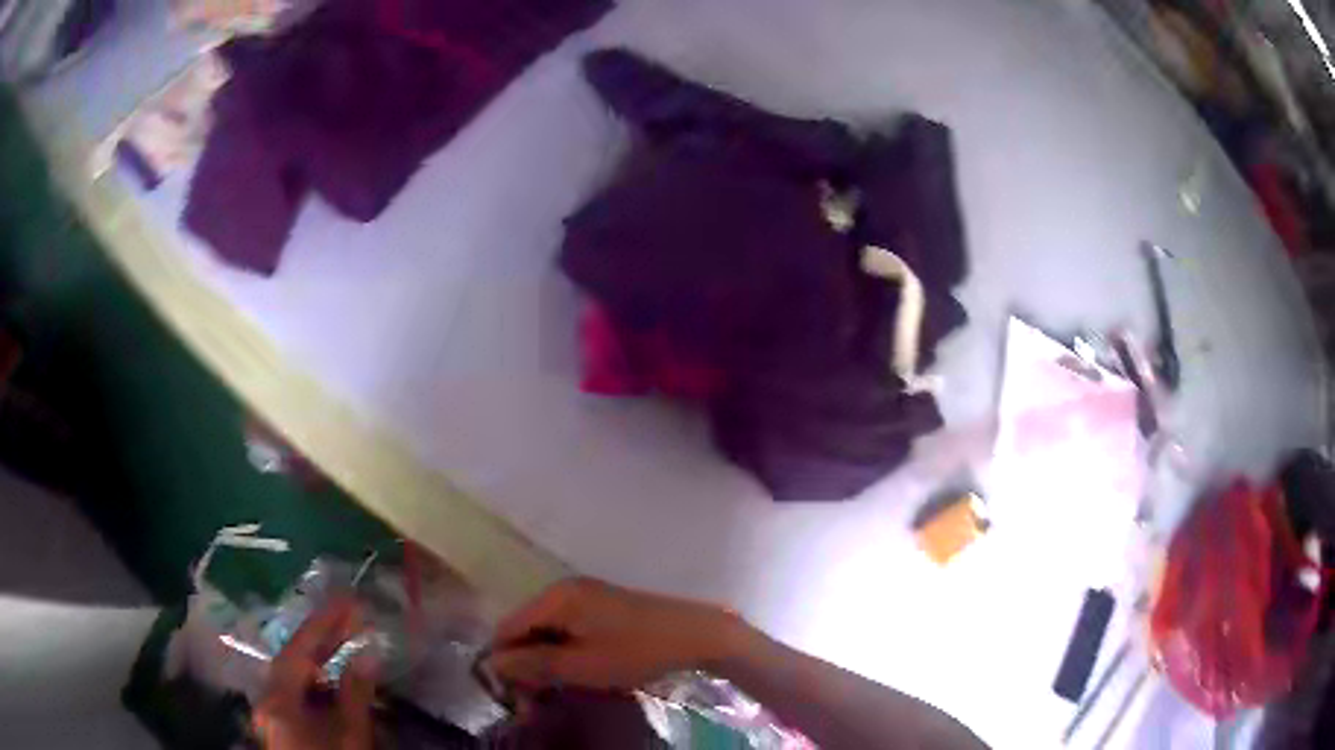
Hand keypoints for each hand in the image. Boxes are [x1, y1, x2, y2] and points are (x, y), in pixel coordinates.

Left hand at [253, 598, 376, 749]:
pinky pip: (297, 693)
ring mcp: (271, 713)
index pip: (299, 652)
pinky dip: (318, 683)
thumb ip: (355, 695)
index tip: (349, 601)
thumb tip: (367, 654)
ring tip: (348, 642)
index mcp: (279, 702)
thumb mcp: (351, 738)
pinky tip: (337, 680)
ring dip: (320, 659)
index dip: (323, 624)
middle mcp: (267, 700)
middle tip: (352, 615)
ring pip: (295, 676)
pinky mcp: (281, 724)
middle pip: (293, 660)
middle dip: (322, 637)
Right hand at [486, 578, 741, 690]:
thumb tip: (493, 663)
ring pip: (547, 632)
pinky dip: (565, 653)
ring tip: (556, 692)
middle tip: (536, 703)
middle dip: (526, 666)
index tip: (513, 696)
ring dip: (545, 663)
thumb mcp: (581, 666)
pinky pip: (568, 630)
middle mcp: (564, 590)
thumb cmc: (636, 652)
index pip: (507, 628)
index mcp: (555, 598)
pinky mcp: (602, 608)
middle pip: (526, 629)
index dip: (504, 663)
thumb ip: (533, 664)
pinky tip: (576, 674)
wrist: (696, 634)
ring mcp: (585, 597)